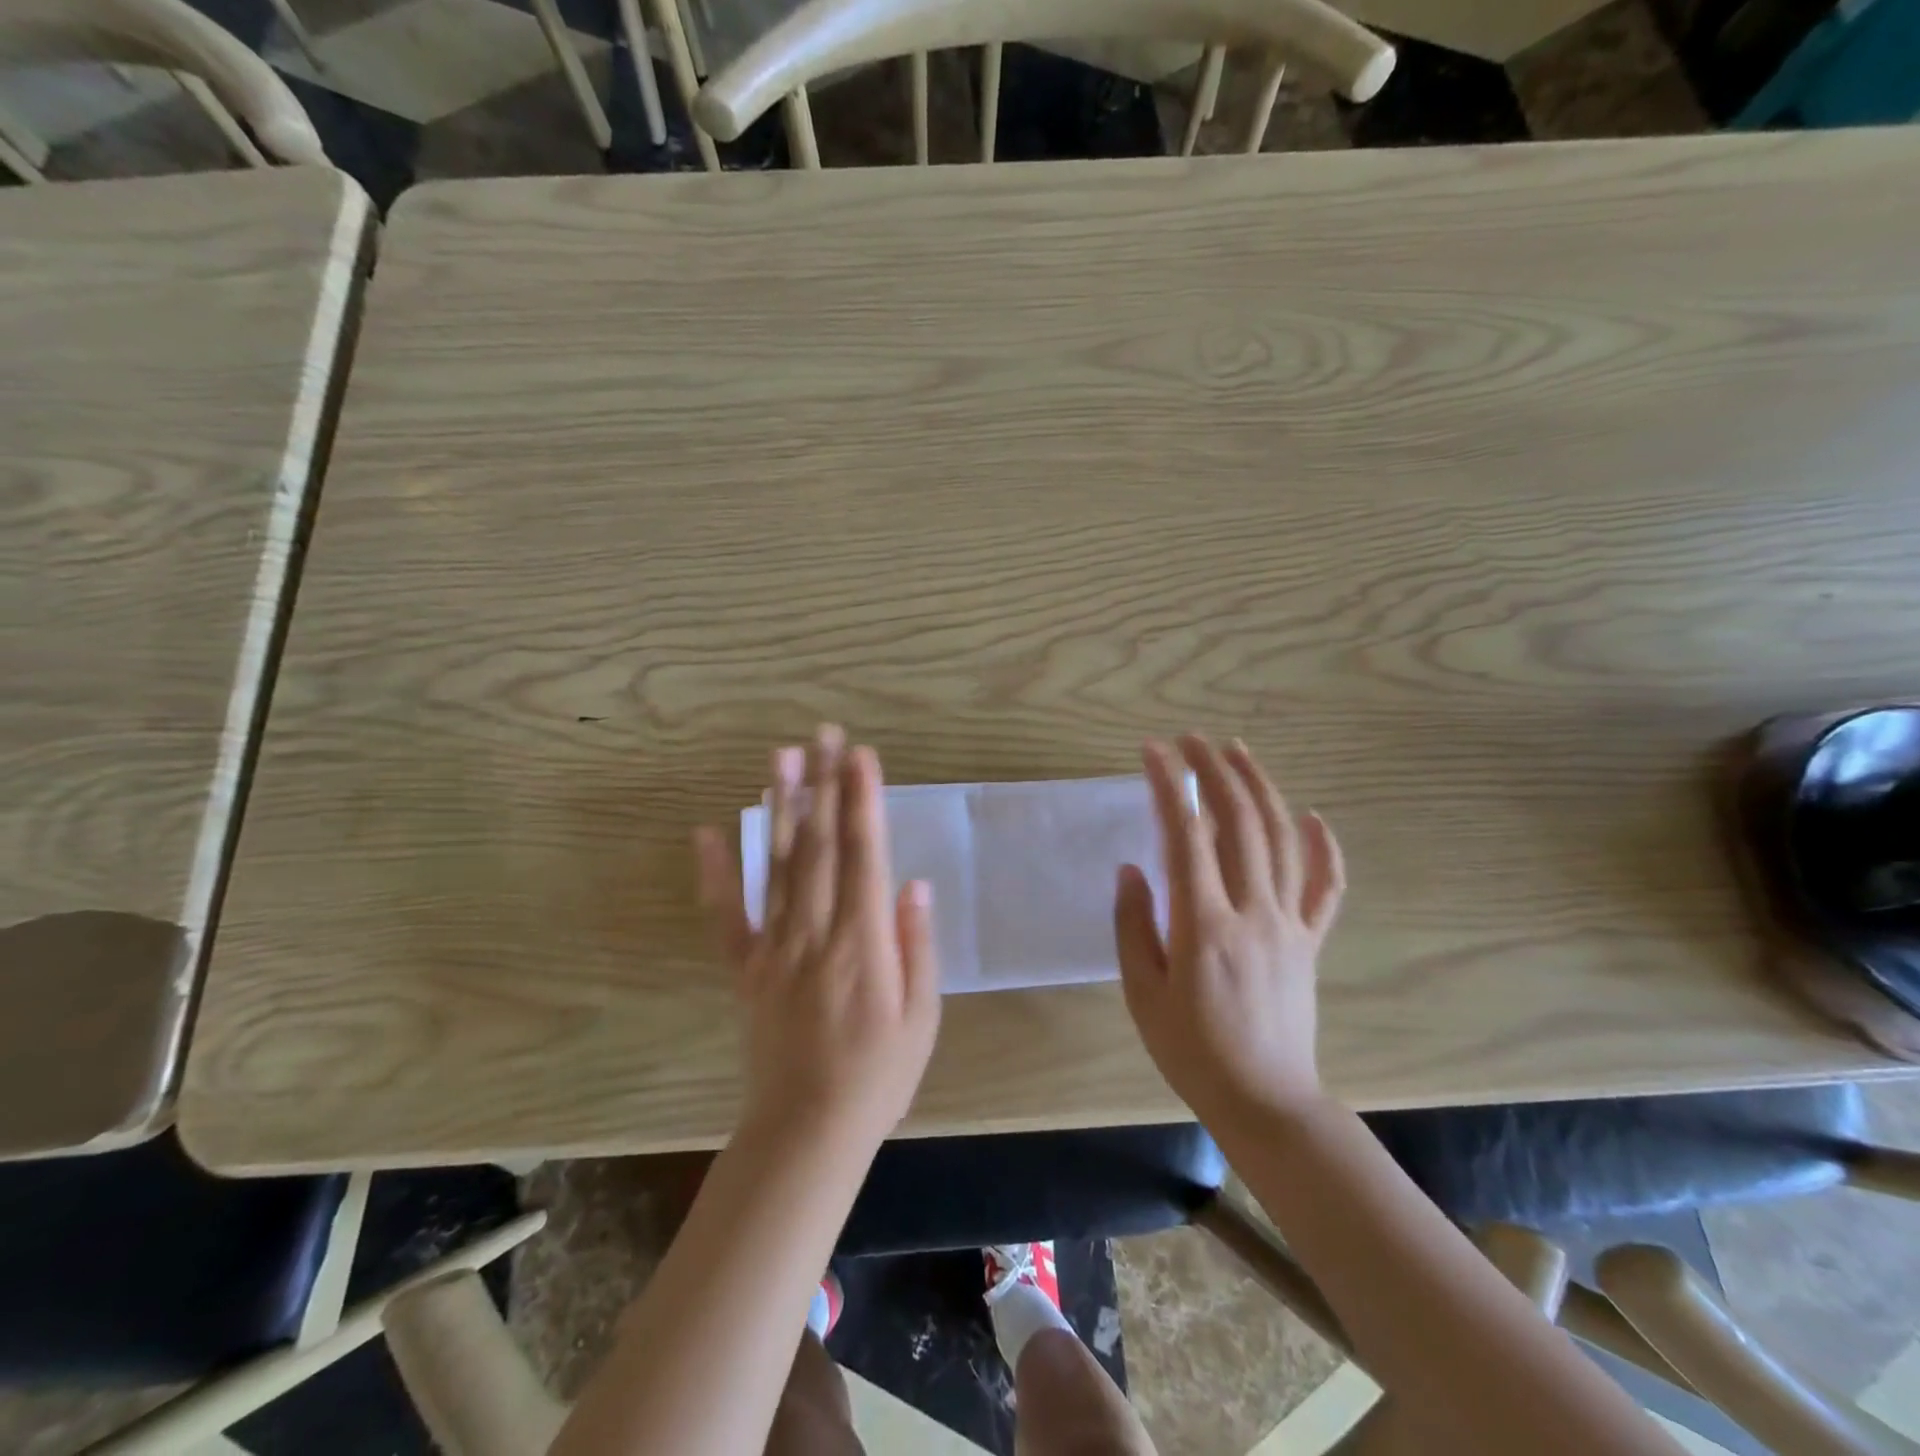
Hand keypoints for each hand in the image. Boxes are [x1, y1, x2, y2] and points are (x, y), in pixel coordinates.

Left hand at [695, 727, 940, 1155]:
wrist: (807, 1129)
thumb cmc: (879, 1075)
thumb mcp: (922, 1016)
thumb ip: (916, 945)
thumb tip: (912, 883)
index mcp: (863, 943)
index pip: (864, 855)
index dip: (863, 801)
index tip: (861, 756)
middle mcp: (815, 933)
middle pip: (822, 845)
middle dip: (824, 784)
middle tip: (824, 734)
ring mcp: (774, 948)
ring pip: (779, 865)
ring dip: (782, 807)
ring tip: (781, 758)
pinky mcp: (745, 967)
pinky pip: (727, 914)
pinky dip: (716, 872)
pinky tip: (709, 831)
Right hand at [1114, 735, 1345, 1126]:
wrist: (1265, 1101)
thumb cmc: (1192, 1050)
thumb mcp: (1142, 992)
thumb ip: (1134, 925)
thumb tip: (1132, 869)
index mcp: (1204, 924)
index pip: (1185, 835)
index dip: (1168, 786)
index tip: (1151, 752)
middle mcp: (1252, 911)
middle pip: (1239, 823)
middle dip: (1214, 771)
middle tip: (1191, 739)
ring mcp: (1288, 923)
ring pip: (1280, 840)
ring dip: (1259, 789)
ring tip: (1238, 751)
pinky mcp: (1309, 940)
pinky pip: (1325, 887)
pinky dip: (1323, 848)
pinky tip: (1313, 817)